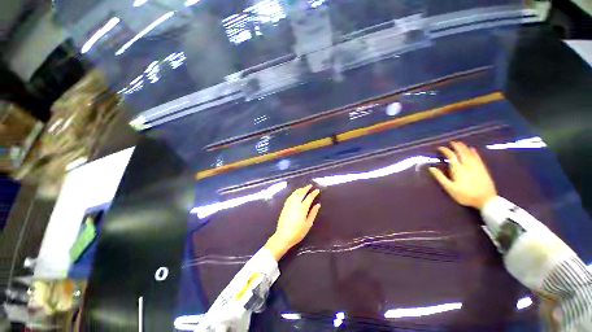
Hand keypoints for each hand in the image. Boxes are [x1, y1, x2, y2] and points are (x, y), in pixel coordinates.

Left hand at [265, 185, 320, 260]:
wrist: (283, 236)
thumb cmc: (298, 232)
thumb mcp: (308, 224)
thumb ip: (313, 213)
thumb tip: (318, 204)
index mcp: (302, 208)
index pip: (309, 197)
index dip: (314, 193)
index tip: (317, 190)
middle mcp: (295, 203)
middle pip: (301, 193)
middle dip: (306, 188)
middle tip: (310, 185)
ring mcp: (289, 204)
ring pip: (295, 193)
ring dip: (300, 189)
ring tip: (303, 188)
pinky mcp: (285, 206)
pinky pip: (290, 196)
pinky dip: (294, 193)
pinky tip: (295, 193)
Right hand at [428, 141, 496, 209]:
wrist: (486, 200)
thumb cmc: (465, 195)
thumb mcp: (450, 188)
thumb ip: (440, 177)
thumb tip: (431, 168)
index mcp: (458, 169)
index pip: (451, 156)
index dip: (445, 150)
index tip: (440, 148)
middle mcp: (467, 165)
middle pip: (461, 152)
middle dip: (456, 146)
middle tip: (451, 142)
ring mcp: (476, 166)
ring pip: (470, 153)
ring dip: (464, 147)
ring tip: (460, 143)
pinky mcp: (483, 168)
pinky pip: (478, 157)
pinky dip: (474, 152)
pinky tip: (472, 149)